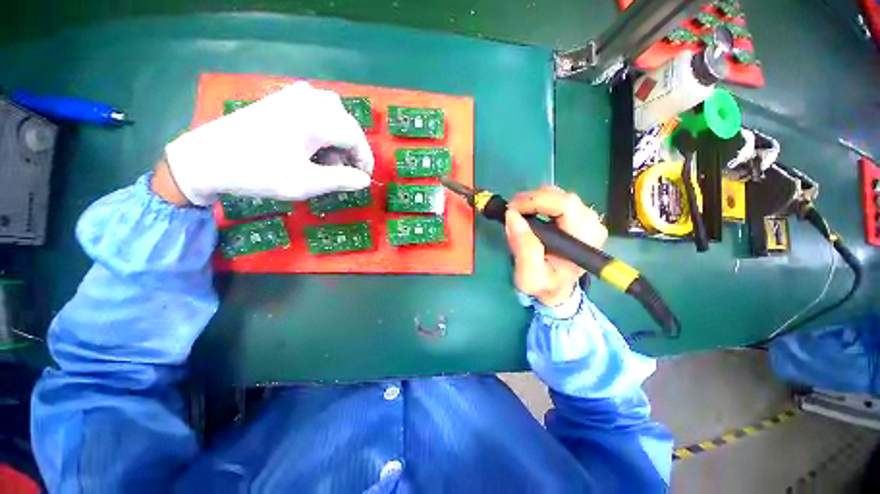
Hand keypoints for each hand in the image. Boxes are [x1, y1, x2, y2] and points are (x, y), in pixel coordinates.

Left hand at [163, 81, 373, 205]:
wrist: (206, 158)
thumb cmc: (258, 172)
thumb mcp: (305, 183)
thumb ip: (341, 180)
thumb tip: (365, 181)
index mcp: (316, 119)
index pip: (355, 137)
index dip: (365, 159)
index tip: (364, 178)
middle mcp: (308, 100)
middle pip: (346, 124)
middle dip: (350, 150)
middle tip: (344, 172)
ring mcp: (293, 96)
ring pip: (333, 115)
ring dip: (337, 139)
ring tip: (325, 161)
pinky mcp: (281, 99)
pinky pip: (316, 109)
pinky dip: (322, 128)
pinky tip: (311, 145)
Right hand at [505, 186, 607, 306]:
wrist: (555, 288)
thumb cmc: (544, 284)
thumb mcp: (530, 276)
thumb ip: (524, 249)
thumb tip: (512, 216)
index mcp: (584, 239)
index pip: (565, 206)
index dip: (536, 201)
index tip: (512, 209)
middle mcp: (592, 225)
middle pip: (562, 197)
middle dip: (532, 199)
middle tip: (511, 210)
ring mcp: (587, 219)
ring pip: (559, 195)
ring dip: (534, 200)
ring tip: (518, 213)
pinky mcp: (579, 217)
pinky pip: (557, 200)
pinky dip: (539, 202)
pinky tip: (528, 213)